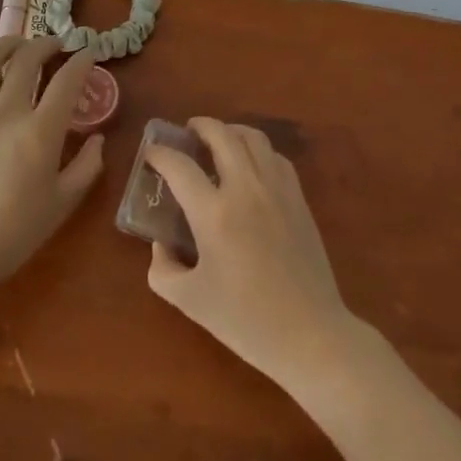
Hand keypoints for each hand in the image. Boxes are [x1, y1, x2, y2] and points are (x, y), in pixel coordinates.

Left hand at [0, 36, 106, 284]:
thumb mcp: (64, 202)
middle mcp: (6, 113)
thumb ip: (87, 166)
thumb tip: (97, 140)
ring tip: (17, 44)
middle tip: (56, 45)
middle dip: (45, 44)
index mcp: (40, 132)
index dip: (82, 61)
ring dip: (6, 45)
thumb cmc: (17, 231)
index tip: (88, 54)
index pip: (67, 80)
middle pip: (26, 59)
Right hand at [143, 117, 354, 390]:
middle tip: (187, 133)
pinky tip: (250, 165)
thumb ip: (163, 268)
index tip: (151, 154)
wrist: (309, 334)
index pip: (180, 167)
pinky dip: (257, 150)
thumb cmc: (245, 321)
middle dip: (200, 126)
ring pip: (253, 137)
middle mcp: (245, 189)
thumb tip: (160, 243)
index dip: (160, 155)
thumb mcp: (190, 301)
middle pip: (221, 135)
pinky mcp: (298, 197)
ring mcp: (276, 189)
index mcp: (214, 214)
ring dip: (230, 131)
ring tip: (218, 141)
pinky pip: (275, 157)